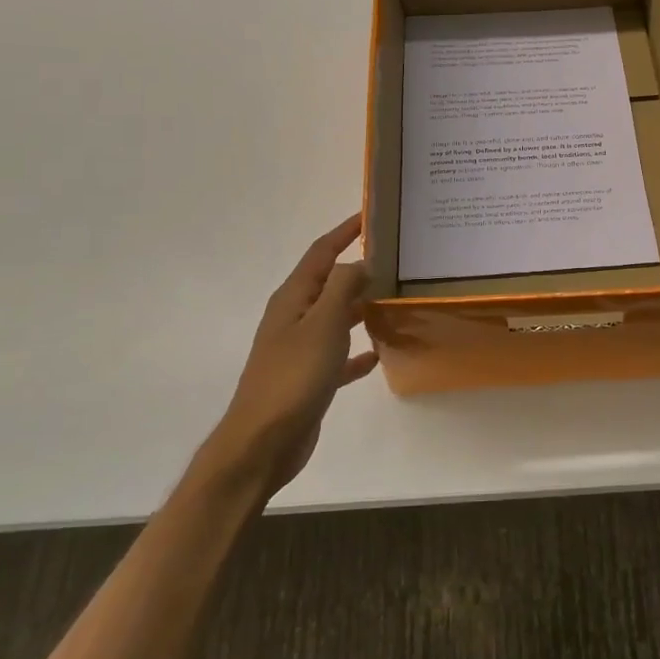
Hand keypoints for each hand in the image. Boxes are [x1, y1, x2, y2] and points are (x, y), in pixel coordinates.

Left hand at [211, 213, 379, 494]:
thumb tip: (359, 262)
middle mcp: (294, 317)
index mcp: (293, 298)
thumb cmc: (293, 377)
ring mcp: (299, 348)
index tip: (371, 216)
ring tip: (394, 300)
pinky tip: (378, 353)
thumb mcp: (322, 325)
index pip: (321, 253)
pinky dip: (356, 350)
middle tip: (395, 260)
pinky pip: (338, 354)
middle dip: (358, 268)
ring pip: (335, 317)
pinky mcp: (308, 378)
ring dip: (360, 307)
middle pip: (329, 283)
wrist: (263, 442)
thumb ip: (342, 288)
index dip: (344, 232)